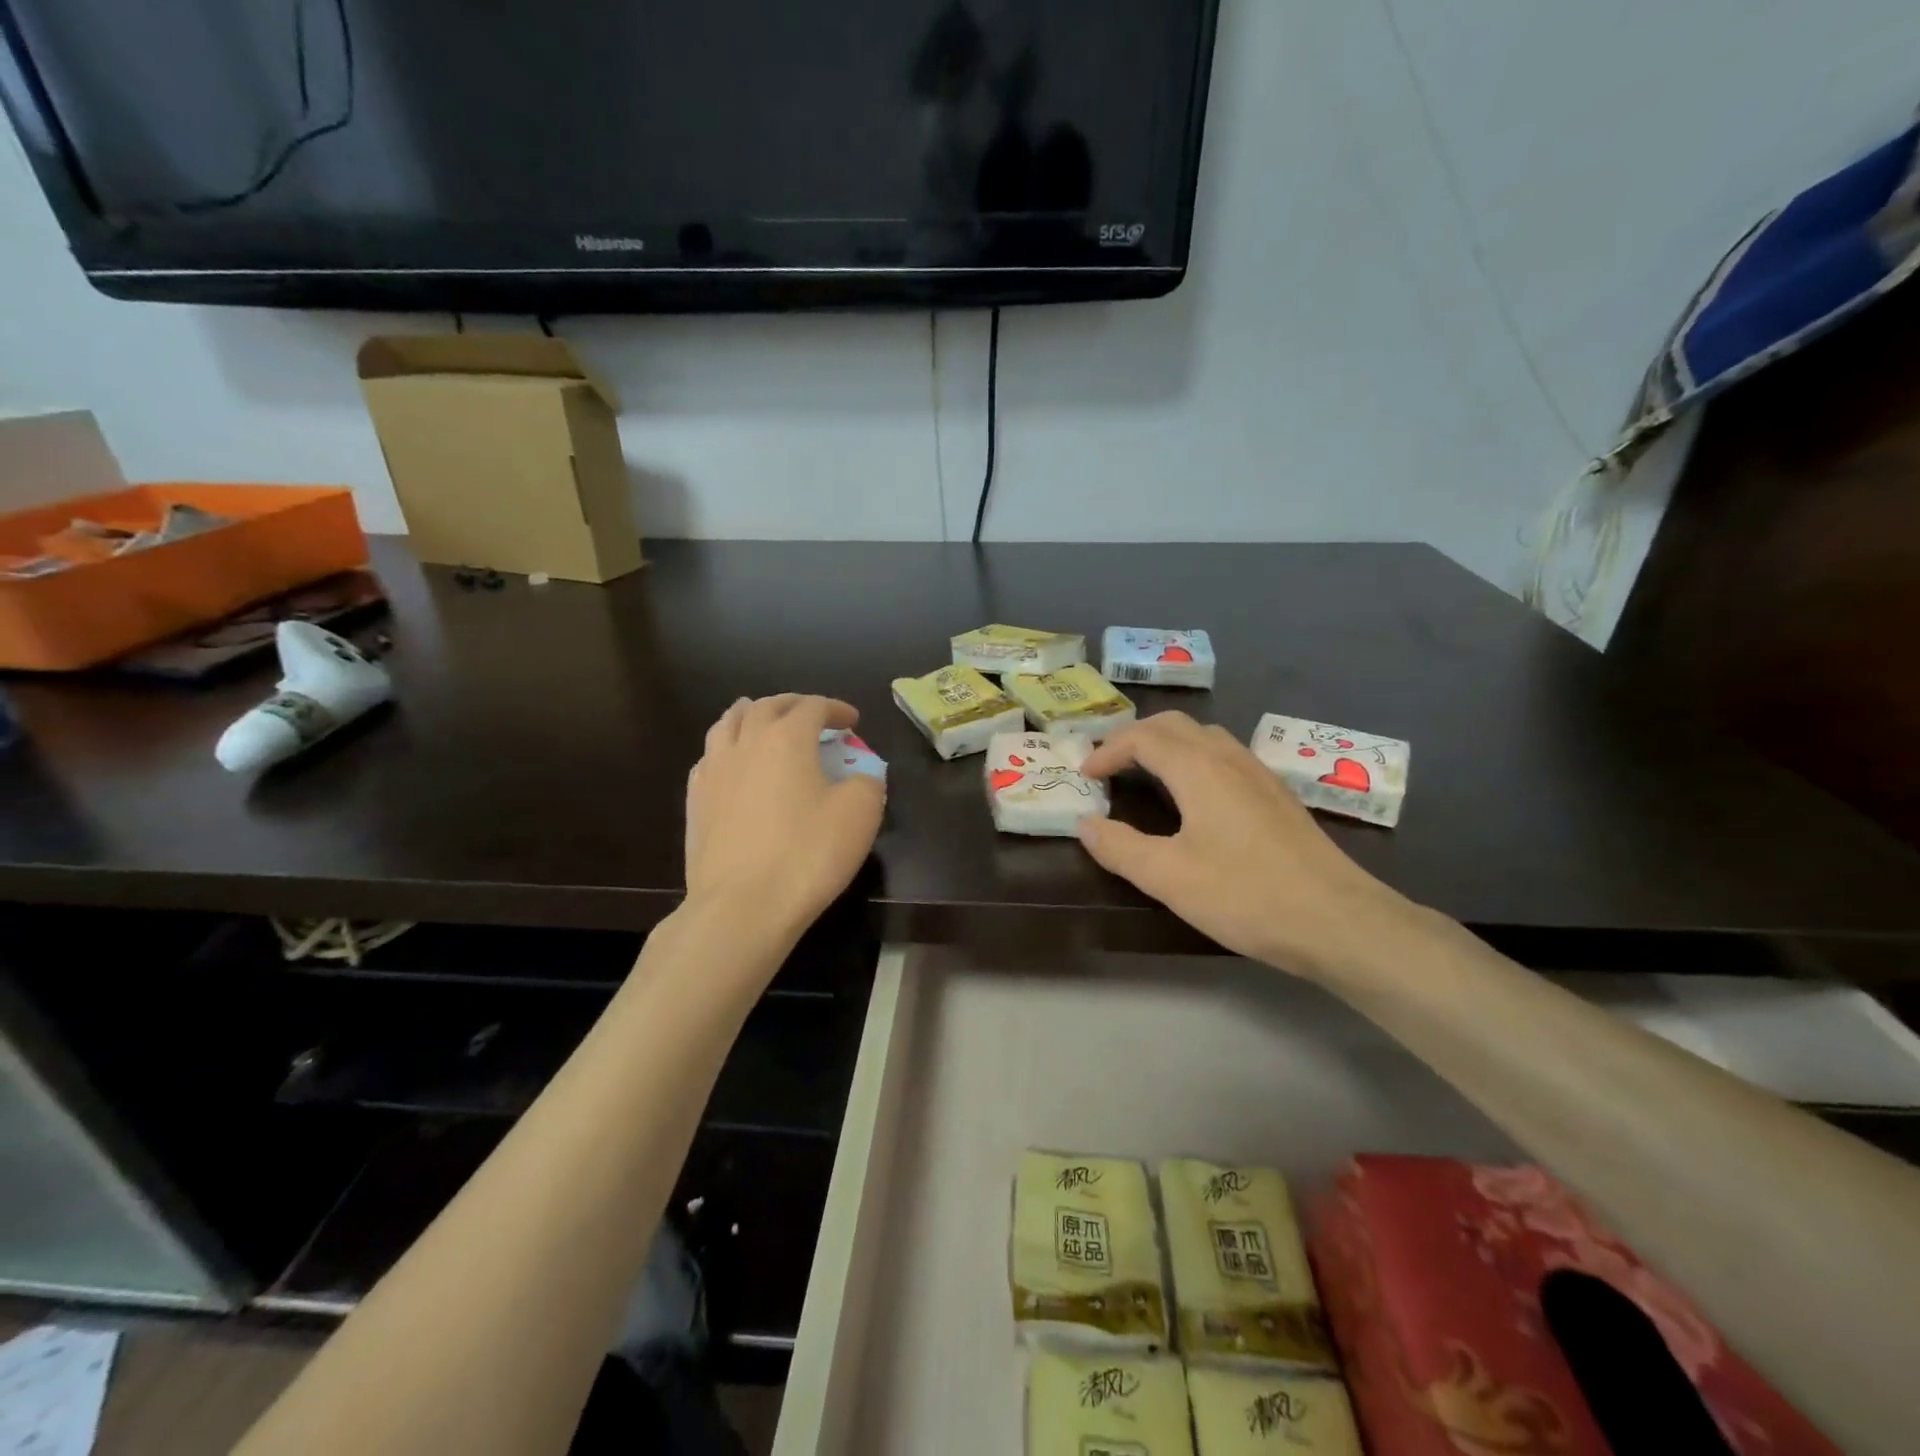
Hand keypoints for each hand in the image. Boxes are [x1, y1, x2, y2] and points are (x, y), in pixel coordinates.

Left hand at [685, 695, 884, 946]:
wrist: (742, 906)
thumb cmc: (808, 854)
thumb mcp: (860, 814)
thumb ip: (868, 781)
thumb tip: (861, 774)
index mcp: (787, 738)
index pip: (813, 707)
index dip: (836, 709)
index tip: (852, 721)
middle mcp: (746, 743)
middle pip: (767, 706)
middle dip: (794, 704)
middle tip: (812, 715)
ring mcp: (714, 770)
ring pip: (729, 723)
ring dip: (752, 714)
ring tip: (763, 719)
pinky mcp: (695, 800)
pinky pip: (710, 756)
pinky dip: (728, 746)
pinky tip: (734, 762)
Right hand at [1076, 712, 1413, 978]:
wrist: (1338, 920)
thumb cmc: (1246, 895)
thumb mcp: (1168, 877)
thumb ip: (1119, 847)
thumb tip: (1085, 824)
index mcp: (1199, 768)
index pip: (1142, 737)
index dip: (1108, 750)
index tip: (1085, 777)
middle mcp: (1229, 758)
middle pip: (1174, 726)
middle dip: (1134, 738)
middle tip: (1109, 767)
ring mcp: (1259, 775)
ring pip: (1204, 737)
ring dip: (1166, 745)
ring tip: (1144, 774)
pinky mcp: (1277, 796)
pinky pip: (1224, 756)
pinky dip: (1193, 759)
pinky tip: (1195, 798)